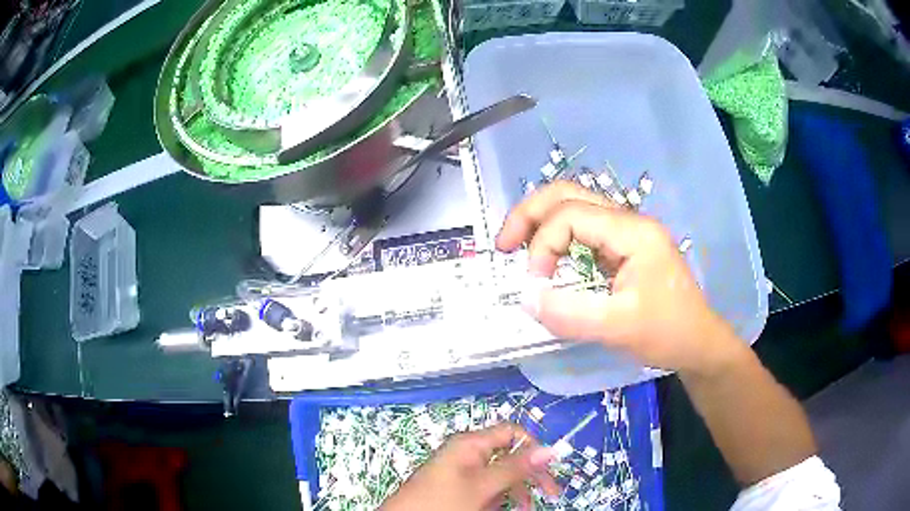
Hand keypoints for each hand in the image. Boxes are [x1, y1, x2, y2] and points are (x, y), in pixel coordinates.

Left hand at [380, 424, 558, 510]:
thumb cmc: (443, 501)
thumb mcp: (483, 486)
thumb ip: (516, 467)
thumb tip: (552, 449)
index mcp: (471, 444)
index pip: (512, 433)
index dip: (534, 448)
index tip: (549, 470)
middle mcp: (468, 453)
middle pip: (510, 456)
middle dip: (529, 475)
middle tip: (550, 494)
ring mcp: (462, 472)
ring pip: (500, 476)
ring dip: (515, 492)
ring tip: (523, 509)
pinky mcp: (458, 488)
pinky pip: (486, 488)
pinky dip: (497, 498)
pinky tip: (499, 509)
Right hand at [496, 181, 742, 375]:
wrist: (698, 343)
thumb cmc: (667, 333)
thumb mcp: (619, 328)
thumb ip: (570, 314)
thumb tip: (526, 297)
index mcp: (633, 231)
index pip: (571, 215)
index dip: (543, 244)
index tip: (535, 284)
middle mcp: (628, 221)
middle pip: (568, 194)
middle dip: (529, 215)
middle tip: (503, 245)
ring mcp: (626, 233)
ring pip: (573, 207)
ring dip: (540, 223)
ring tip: (515, 248)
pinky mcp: (623, 249)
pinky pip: (582, 230)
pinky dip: (556, 239)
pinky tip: (545, 258)